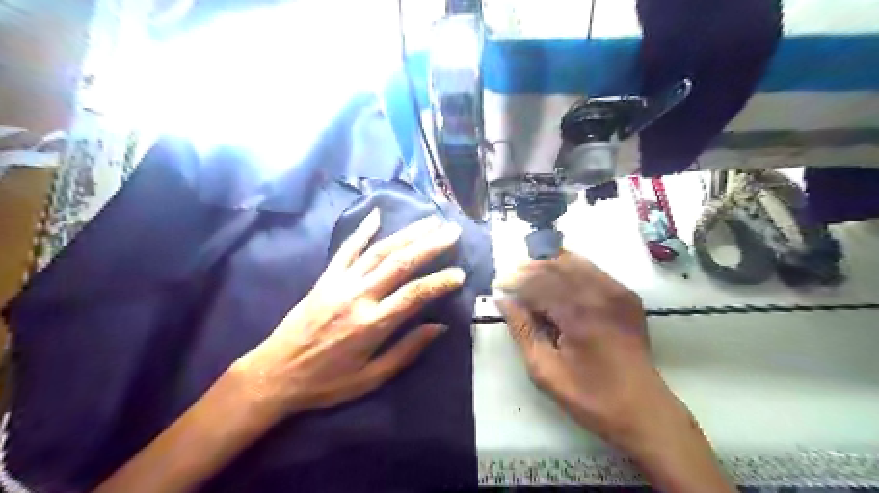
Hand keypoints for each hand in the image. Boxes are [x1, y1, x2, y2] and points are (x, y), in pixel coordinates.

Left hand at [234, 211, 466, 419]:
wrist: (275, 373)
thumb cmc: (327, 383)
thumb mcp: (371, 378)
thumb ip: (406, 350)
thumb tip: (439, 327)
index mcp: (372, 324)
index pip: (415, 294)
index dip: (440, 282)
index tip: (460, 273)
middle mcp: (358, 296)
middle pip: (400, 263)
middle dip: (430, 245)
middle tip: (452, 231)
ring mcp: (340, 283)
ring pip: (378, 250)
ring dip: (406, 233)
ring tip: (429, 221)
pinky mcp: (325, 278)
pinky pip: (346, 249)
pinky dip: (362, 231)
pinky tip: (376, 215)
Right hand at [493, 253, 673, 449]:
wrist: (643, 410)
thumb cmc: (590, 396)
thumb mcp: (545, 370)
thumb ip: (522, 330)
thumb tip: (504, 301)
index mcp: (579, 314)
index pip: (539, 283)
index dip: (515, 281)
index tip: (499, 287)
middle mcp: (600, 294)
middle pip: (556, 266)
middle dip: (529, 269)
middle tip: (511, 279)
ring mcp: (617, 291)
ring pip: (574, 262)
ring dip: (548, 266)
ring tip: (530, 277)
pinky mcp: (626, 295)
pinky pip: (592, 270)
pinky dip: (569, 269)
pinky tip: (557, 281)